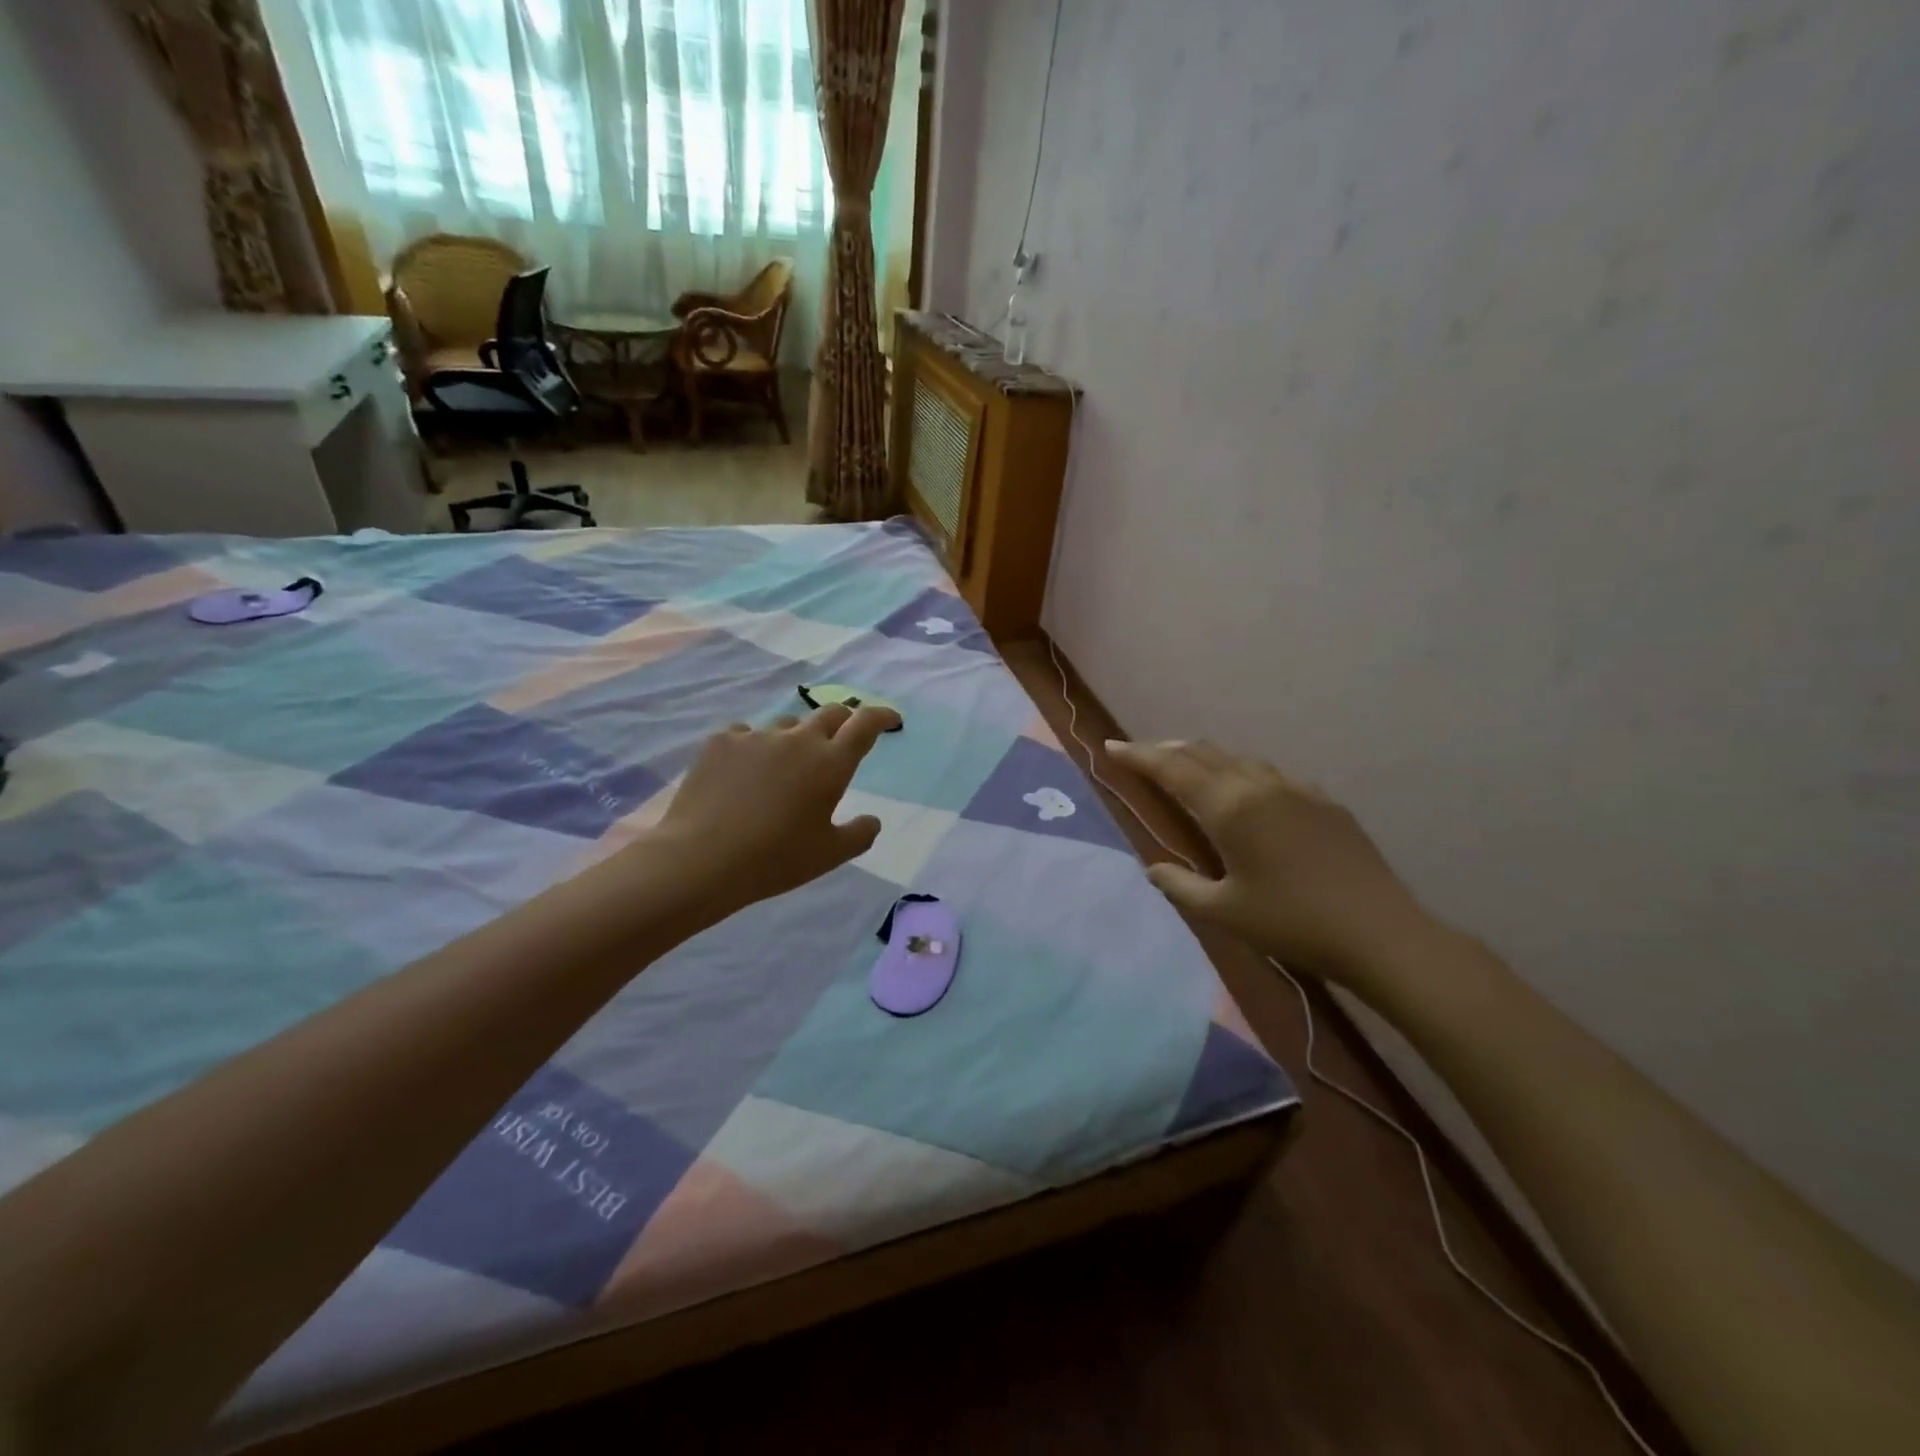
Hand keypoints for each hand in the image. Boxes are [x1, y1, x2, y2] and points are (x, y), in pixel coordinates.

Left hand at [644, 704, 899, 918]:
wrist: (703, 858)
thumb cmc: (776, 859)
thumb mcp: (829, 855)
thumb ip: (860, 834)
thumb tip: (873, 820)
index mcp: (831, 763)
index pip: (865, 724)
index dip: (881, 716)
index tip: (890, 719)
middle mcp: (798, 739)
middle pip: (829, 713)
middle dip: (844, 721)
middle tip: (842, 739)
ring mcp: (756, 736)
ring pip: (786, 725)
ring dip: (796, 739)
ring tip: (785, 766)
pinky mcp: (721, 741)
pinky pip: (745, 734)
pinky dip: (754, 747)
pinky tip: (743, 771)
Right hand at [1105, 739, 1434, 984]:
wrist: (1381, 933)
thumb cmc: (1292, 924)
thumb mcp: (1224, 912)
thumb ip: (1180, 886)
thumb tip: (1152, 869)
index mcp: (1230, 808)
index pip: (1172, 769)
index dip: (1138, 756)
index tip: (1111, 748)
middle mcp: (1259, 786)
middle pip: (1203, 753)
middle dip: (1166, 750)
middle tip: (1141, 757)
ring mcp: (1296, 789)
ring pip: (1238, 759)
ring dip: (1204, 758)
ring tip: (1185, 768)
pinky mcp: (1323, 802)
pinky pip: (1270, 774)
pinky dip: (1241, 772)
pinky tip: (1244, 792)